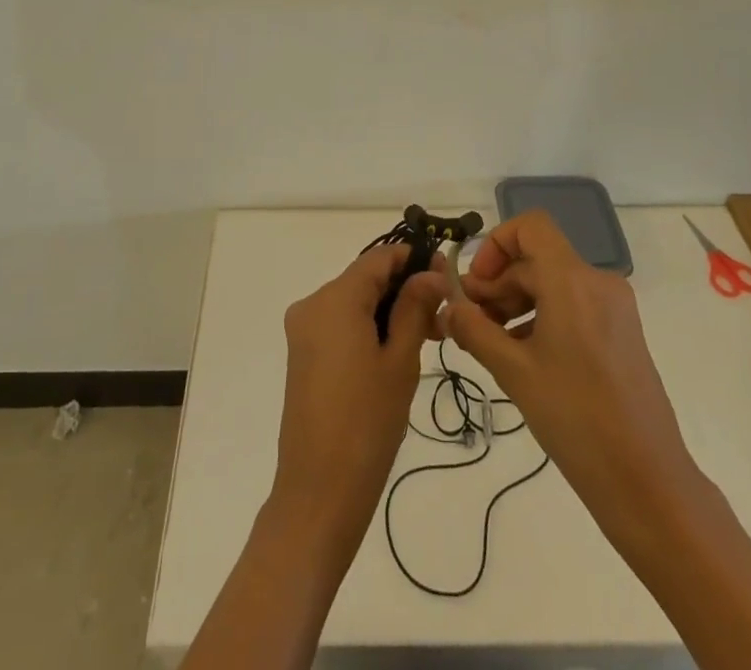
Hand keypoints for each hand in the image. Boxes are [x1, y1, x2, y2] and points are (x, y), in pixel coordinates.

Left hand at [268, 245, 447, 561]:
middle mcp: (313, 303)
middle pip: (365, 278)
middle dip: (405, 289)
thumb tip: (431, 273)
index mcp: (335, 298)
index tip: (448, 276)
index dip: (415, 259)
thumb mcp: (400, 361)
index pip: (379, 257)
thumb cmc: (367, 422)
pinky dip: (369, 327)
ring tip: (428, 338)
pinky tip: (396, 352)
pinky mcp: (303, 353)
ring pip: (354, 302)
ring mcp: (304, 329)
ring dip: (390, 310)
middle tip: (443, 316)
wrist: (319, 492)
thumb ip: (414, 308)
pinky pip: (340, 323)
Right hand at [444, 211, 700, 524]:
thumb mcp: (515, 373)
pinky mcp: (621, 332)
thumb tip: (448, 307)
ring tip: (491, 344)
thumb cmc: (577, 420)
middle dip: (498, 284)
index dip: (496, 245)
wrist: (649, 484)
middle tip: (470, 323)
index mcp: (573, 281)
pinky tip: (522, 357)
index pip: (530, 227)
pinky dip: (542, 318)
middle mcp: (597, 282)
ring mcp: (614, 308)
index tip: (476, 286)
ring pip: (552, 284)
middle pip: (536, 260)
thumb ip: (475, 331)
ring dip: (516, 303)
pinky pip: (572, 306)